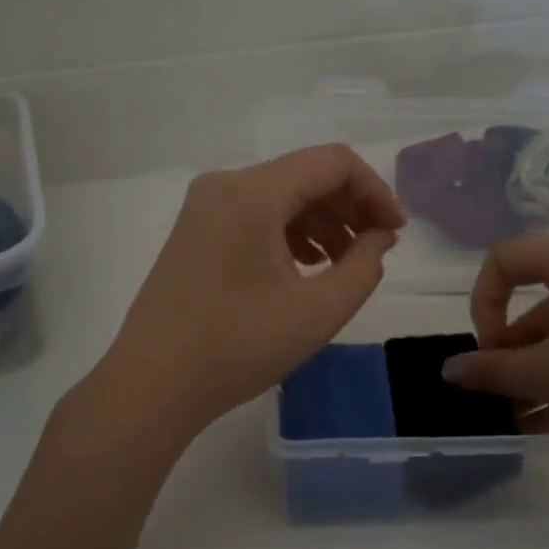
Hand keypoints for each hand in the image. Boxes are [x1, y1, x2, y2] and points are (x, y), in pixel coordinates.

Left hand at [96, 145, 405, 432]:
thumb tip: (379, 236)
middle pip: (305, 175)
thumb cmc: (238, 347)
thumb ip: (364, 265)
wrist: (153, 385)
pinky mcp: (195, 232)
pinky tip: (307, 268)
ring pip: (281, 196)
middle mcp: (224, 185)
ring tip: (345, 265)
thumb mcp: (319, 310)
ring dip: (322, 222)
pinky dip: (290, 234)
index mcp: (252, 192)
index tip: (395, 233)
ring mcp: (204, 208)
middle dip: (350, 207)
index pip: (333, 162)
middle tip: (377, 249)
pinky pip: (255, 216)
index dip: (375, 191)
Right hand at [442, 236, 548, 463]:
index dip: (484, 300)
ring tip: (516, 418)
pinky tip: (547, 426)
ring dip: (535, 377)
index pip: (508, 259)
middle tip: (498, 393)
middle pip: (538, 306)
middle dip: (510, 352)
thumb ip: (493, 371)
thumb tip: (449, 371)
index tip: (488, 347)